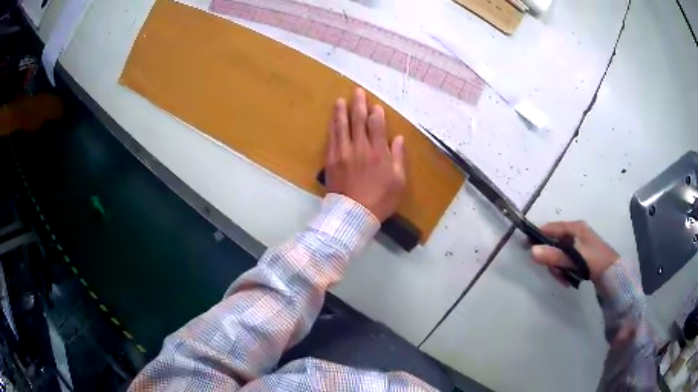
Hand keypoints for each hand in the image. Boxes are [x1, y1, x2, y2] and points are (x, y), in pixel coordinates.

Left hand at [325, 88, 405, 221]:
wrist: (352, 215)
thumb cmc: (380, 200)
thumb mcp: (399, 182)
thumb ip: (398, 157)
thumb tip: (398, 138)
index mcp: (378, 152)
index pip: (376, 125)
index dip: (376, 113)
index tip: (375, 106)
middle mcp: (360, 147)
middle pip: (358, 120)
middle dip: (358, 104)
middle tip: (357, 92)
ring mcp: (343, 152)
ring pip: (341, 126)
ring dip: (341, 111)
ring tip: (340, 100)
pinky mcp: (331, 159)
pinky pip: (331, 138)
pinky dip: (332, 127)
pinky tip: (332, 120)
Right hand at [531, 221, 619, 284]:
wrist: (613, 274)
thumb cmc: (595, 261)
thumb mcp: (574, 259)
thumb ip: (554, 256)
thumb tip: (531, 252)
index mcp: (575, 228)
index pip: (550, 228)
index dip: (537, 236)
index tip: (526, 248)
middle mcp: (576, 233)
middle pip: (554, 243)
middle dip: (552, 260)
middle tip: (556, 274)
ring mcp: (579, 245)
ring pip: (559, 254)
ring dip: (558, 268)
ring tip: (565, 280)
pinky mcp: (581, 256)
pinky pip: (566, 261)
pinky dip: (565, 270)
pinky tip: (569, 280)